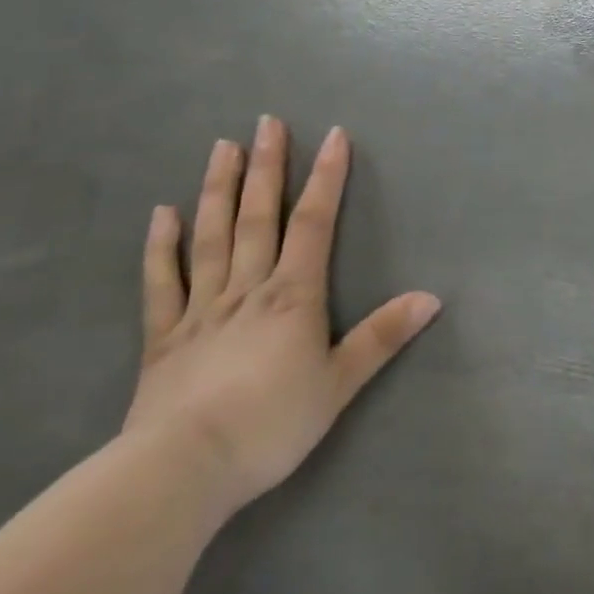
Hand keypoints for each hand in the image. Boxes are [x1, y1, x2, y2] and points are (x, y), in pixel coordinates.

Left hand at [122, 116, 440, 515]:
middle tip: (266, 121)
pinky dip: (161, 246)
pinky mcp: (163, 336)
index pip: (314, 221)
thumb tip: (433, 297)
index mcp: (293, 294)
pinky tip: (162, 212)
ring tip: (222, 146)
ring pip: (212, 235)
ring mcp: (201, 308)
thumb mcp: (339, 383)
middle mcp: (248, 287)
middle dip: (266, 166)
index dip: (326, 176)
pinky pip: (162, 282)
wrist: (182, 471)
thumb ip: (383, 336)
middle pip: (258, 215)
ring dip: (218, 188)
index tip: (333, 135)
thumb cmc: (271, 425)